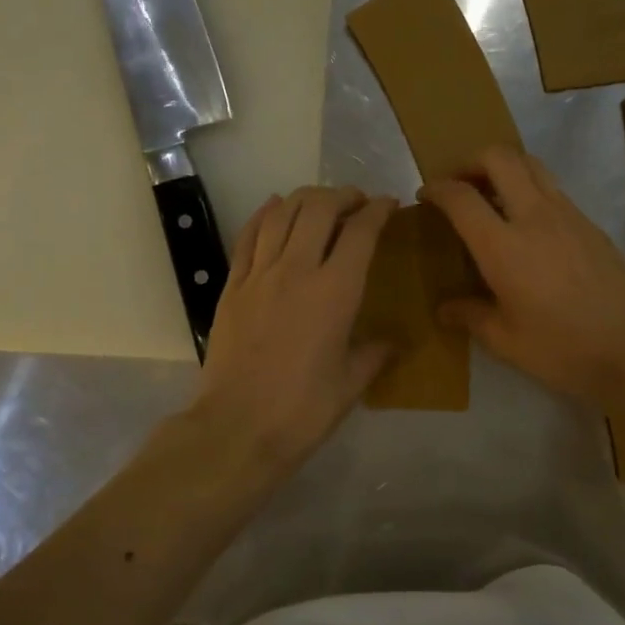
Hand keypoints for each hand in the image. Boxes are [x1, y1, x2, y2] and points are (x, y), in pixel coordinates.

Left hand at [193, 186, 395, 472]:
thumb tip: (392, 342)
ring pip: (282, 213)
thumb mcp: (351, 384)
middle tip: (358, 202)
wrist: (237, 428)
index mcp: (335, 292)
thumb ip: (375, 354)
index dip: (379, 210)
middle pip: (319, 209)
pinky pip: (248, 236)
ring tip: (322, 203)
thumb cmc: (303, 410)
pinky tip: (274, 208)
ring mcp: (259, 275)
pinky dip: (265, 214)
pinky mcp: (232, 286)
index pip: (360, 232)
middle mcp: (297, 270)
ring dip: (306, 198)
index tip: (390, 205)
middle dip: (343, 196)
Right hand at [420, 147, 624, 405]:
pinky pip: (552, 187)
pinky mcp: (590, 223)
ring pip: (531, 164)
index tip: (426, 195)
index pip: (461, 197)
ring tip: (492, 196)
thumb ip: (471, 316)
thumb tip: (445, 309)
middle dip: (471, 162)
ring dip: (504, 168)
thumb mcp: (506, 341)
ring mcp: (567, 214)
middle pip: (499, 158)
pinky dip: (530, 187)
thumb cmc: (563, 349)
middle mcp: (534, 217)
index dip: (437, 189)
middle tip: (460, 186)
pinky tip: (527, 222)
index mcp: (503, 247)